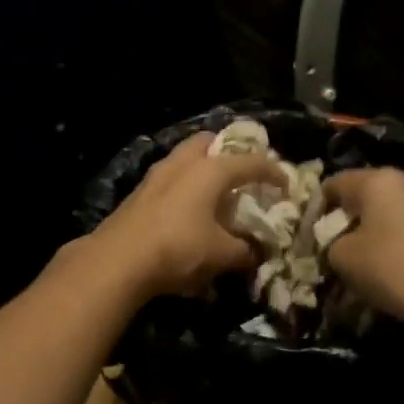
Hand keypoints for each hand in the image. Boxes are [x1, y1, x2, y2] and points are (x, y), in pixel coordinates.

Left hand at [87, 132, 282, 299]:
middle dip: (228, 152)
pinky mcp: (138, 193)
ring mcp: (156, 175)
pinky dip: (183, 186)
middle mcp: (183, 163)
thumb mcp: (222, 254)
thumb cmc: (179, 249)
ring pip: (184, 158)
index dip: (273, 172)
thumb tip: (258, 252)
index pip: (251, 162)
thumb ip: (246, 250)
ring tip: (215, 191)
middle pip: (209, 142)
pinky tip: (187, 209)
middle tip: (242, 173)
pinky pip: (169, 178)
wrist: (118, 260)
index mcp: (210, 170)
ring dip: (202, 168)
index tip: (285, 185)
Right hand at [322, 167, 403, 327]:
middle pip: (362, 194)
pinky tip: (383, 262)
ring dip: (368, 228)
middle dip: (344, 217)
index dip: (316, 209)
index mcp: (376, 179)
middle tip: (331, 245)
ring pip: (385, 209)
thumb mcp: (340, 255)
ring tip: (357, 255)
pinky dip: (390, 238)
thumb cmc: (386, 266)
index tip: (310, 235)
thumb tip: (336, 243)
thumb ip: (329, 241)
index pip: (333, 184)